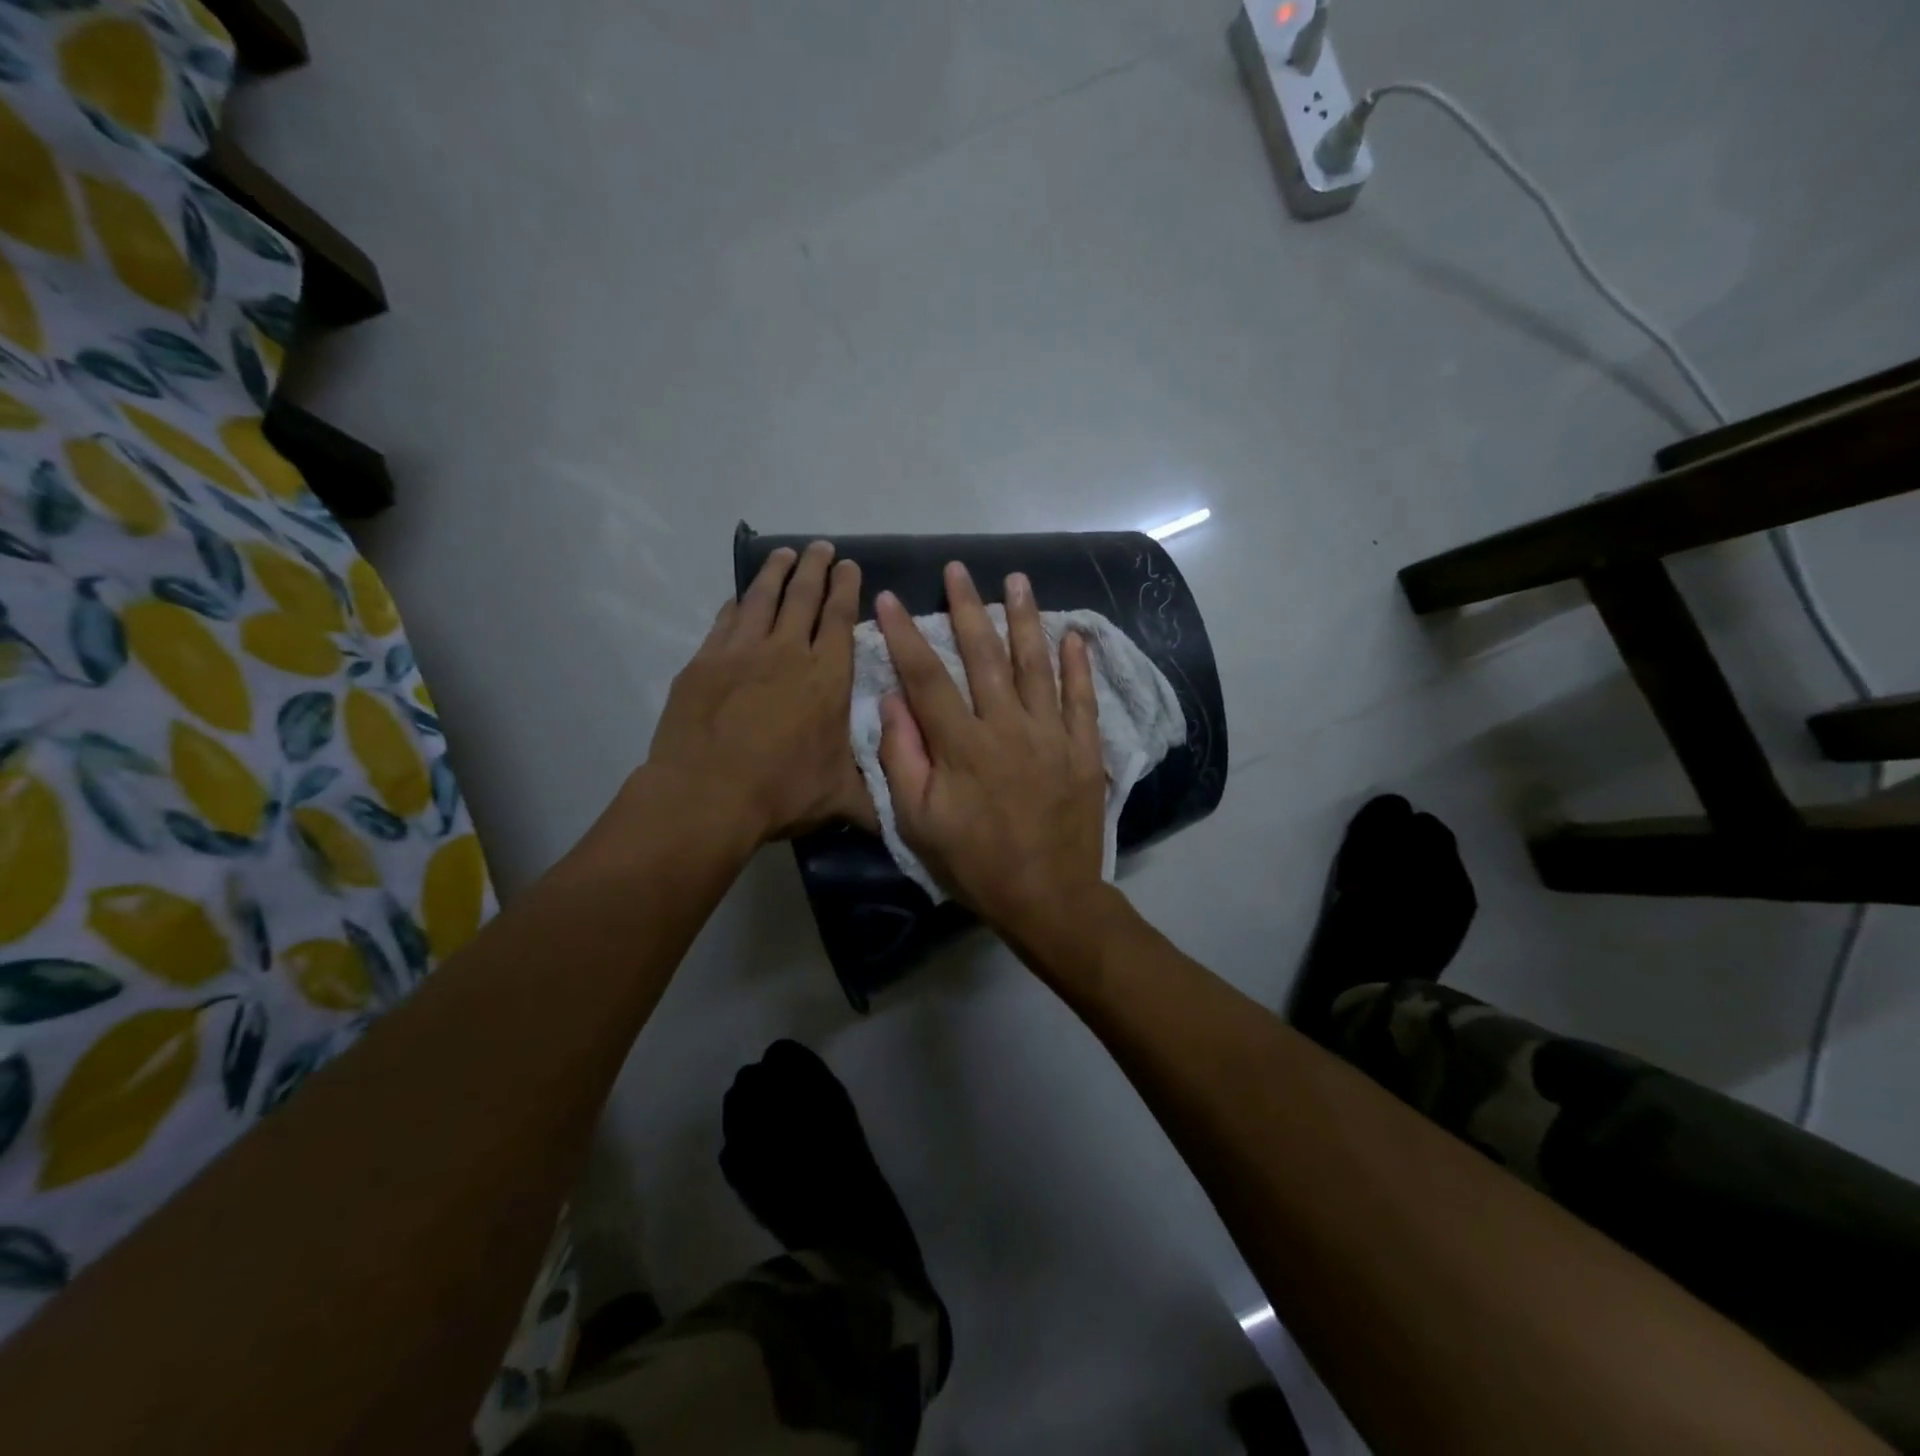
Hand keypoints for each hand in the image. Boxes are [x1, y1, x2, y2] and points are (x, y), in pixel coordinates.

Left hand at [647, 542, 871, 843]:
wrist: (707, 796)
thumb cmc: (782, 792)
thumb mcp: (840, 800)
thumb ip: (872, 802)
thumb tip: (900, 819)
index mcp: (826, 678)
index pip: (839, 619)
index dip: (846, 589)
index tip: (850, 565)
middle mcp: (787, 652)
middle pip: (803, 597)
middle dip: (816, 568)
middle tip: (821, 547)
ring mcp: (741, 653)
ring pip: (762, 598)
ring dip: (776, 572)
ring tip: (785, 553)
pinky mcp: (705, 662)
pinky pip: (726, 620)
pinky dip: (737, 603)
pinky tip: (740, 597)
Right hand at [875, 562, 1107, 944]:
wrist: (1048, 898)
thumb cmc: (975, 864)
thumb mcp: (919, 823)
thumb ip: (903, 759)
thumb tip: (892, 702)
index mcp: (962, 746)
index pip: (926, 678)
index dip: (906, 635)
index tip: (890, 598)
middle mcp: (1007, 728)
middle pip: (984, 656)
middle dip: (967, 608)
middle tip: (958, 568)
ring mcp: (1051, 735)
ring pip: (1036, 665)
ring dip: (1025, 619)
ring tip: (1017, 579)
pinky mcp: (1083, 750)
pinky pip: (1082, 699)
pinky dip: (1079, 665)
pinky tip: (1074, 635)